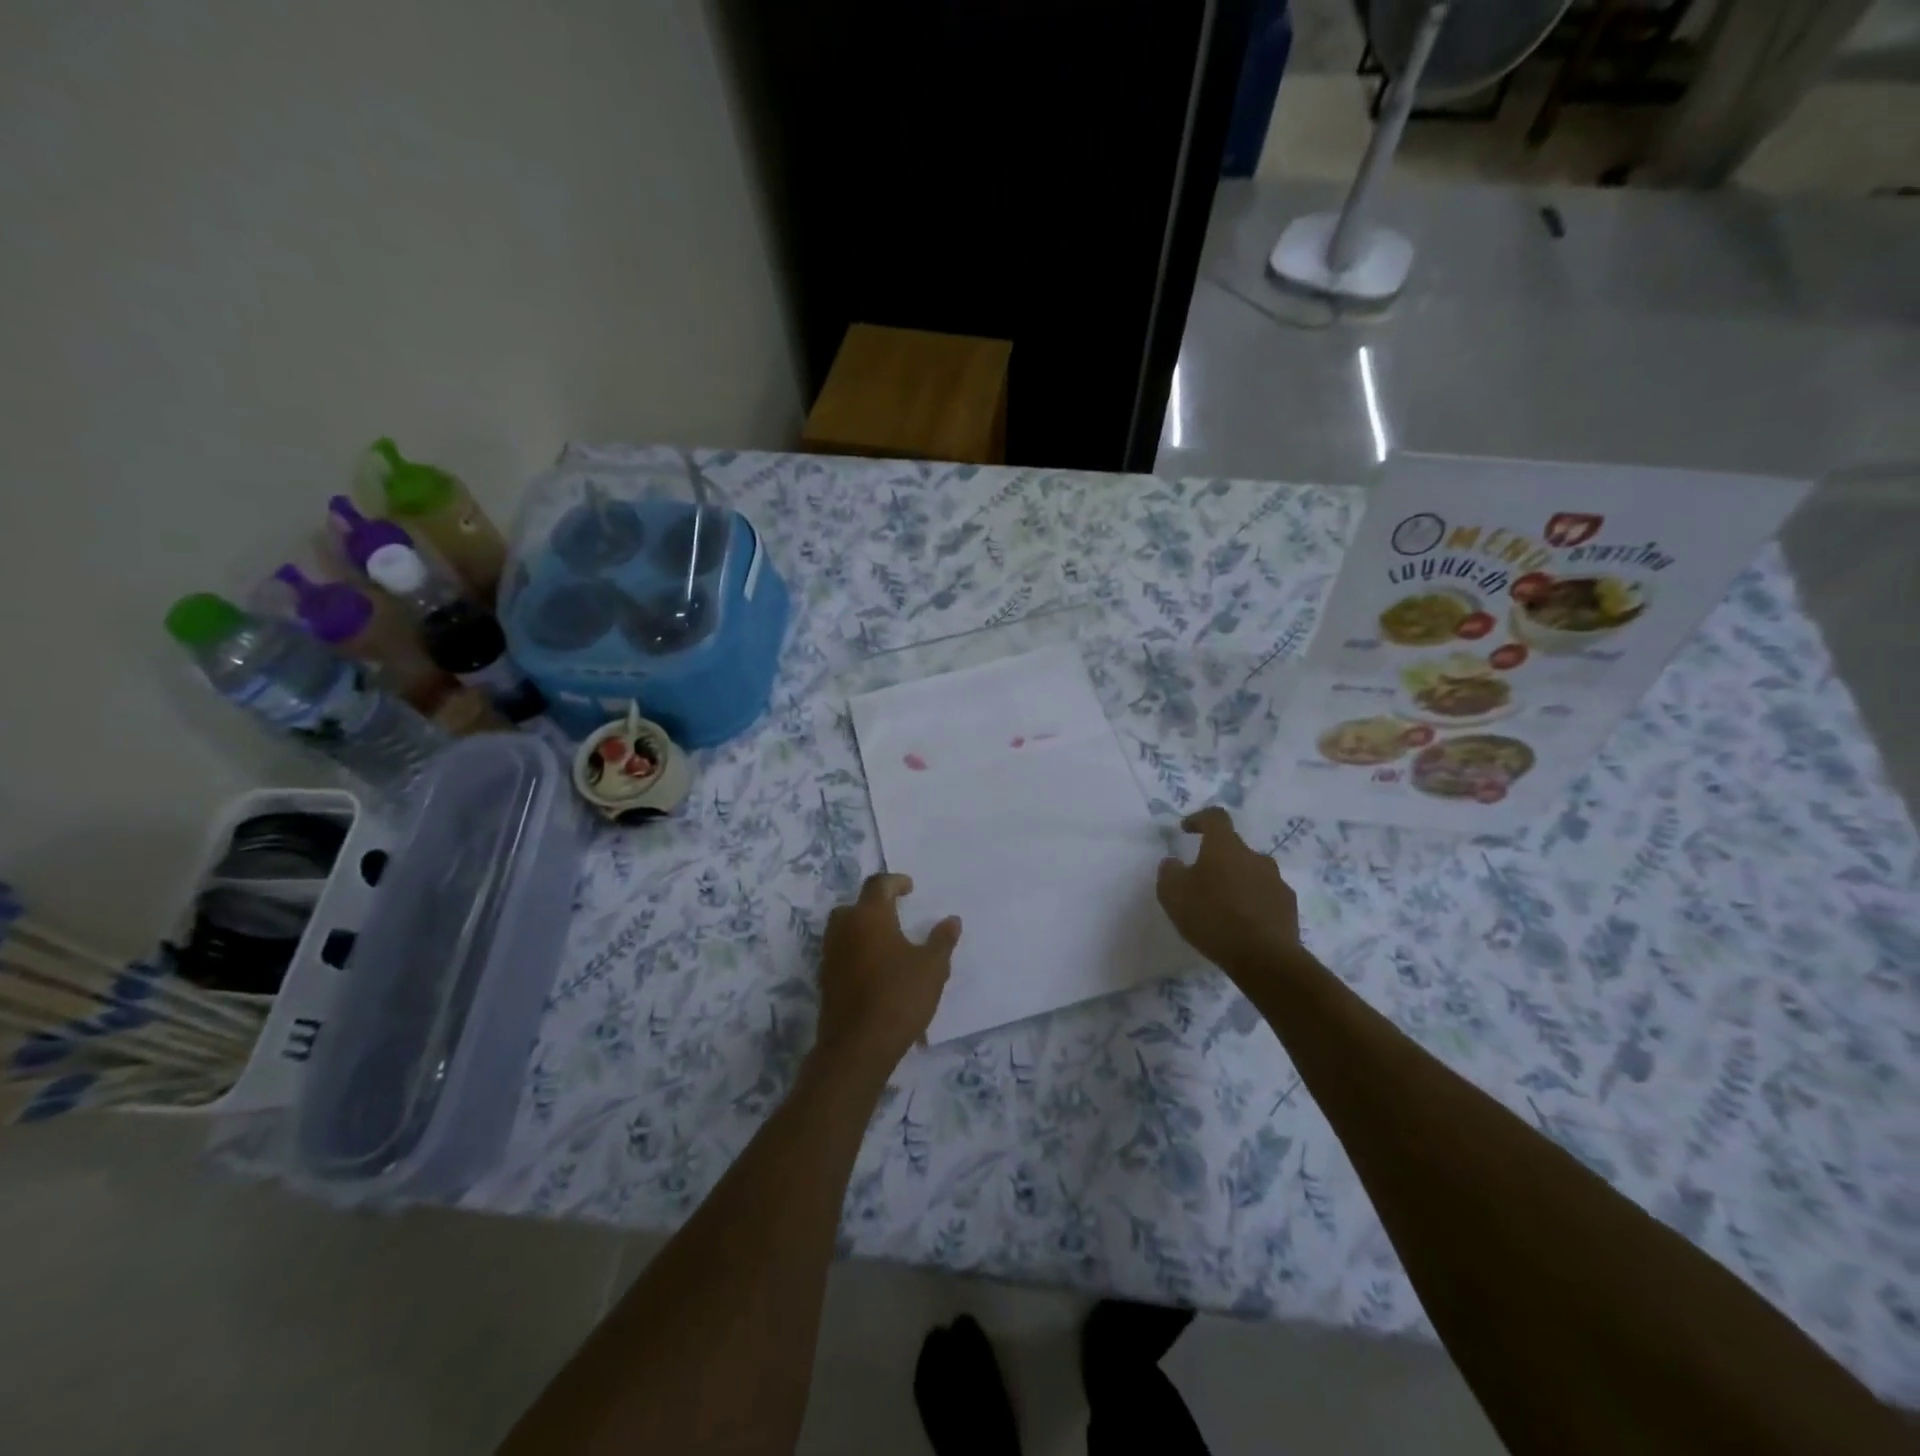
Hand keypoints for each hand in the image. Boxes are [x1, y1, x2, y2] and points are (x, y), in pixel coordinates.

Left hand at [815, 874, 960, 1076]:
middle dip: (874, 905)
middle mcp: (844, 928)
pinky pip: (841, 952)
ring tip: (888, 942)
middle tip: (896, 913)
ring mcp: (830, 954)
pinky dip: (856, 951)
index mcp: (869, 916)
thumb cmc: (899, 997)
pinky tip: (875, 968)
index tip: (909, 888)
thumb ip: (941, 940)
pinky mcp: (826, 979)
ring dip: (863, 928)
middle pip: (855, 905)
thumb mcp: (932, 968)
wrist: (858, 1046)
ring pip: (844, 929)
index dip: (895, 882)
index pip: (878, 884)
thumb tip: (951, 920)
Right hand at [1156, 807, 1303, 982]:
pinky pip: (1266, 896)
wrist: (1264, 957)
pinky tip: (1243, 924)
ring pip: (1252, 873)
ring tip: (1223, 906)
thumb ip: (1169, 872)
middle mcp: (1255, 857)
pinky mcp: (1289, 906)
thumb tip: (1173, 862)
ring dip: (1237, 882)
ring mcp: (1276, 881)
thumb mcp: (1173, 894)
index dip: (1199, 819)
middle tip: (1202, 881)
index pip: (1215, 817)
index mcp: (1225, 847)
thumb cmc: (1212, 917)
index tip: (1186, 830)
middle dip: (1218, 859)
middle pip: (1234, 849)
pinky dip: (1253, 903)